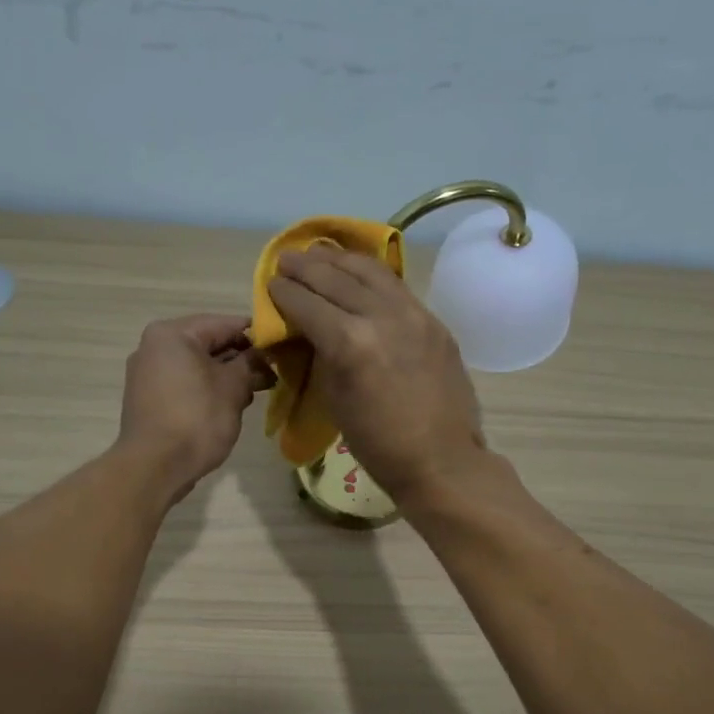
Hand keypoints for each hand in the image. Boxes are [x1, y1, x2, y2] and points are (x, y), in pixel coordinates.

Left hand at [117, 314, 269, 501]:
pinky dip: (208, 390)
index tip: (281, 347)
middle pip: (208, 344)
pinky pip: (185, 385)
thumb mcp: (233, 387)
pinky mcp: (149, 400)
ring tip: (256, 392)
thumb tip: (260, 356)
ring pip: (197, 367)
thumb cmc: (196, 419)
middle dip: (241, 359)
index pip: (224, 324)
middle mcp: (154, 347)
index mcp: (172, 334)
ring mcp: (148, 375)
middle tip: (273, 373)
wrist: (155, 466)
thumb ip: (250, 364)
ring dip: (227, 377)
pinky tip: (231, 406)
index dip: (256, 335)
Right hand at [266, 249, 487, 505]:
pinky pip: (396, 286)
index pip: (307, 303)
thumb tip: (310, 331)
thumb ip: (322, 355)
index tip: (272, 285)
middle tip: (286, 260)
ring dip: (338, 259)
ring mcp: (413, 314)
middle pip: (335, 278)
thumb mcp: (335, 400)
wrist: (441, 459)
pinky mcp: (433, 320)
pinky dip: (370, 273)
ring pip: (369, 271)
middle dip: (305, 267)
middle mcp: (381, 316)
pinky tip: (357, 271)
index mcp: (350, 343)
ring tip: (319, 253)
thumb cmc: (378, 444)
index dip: (284, 292)